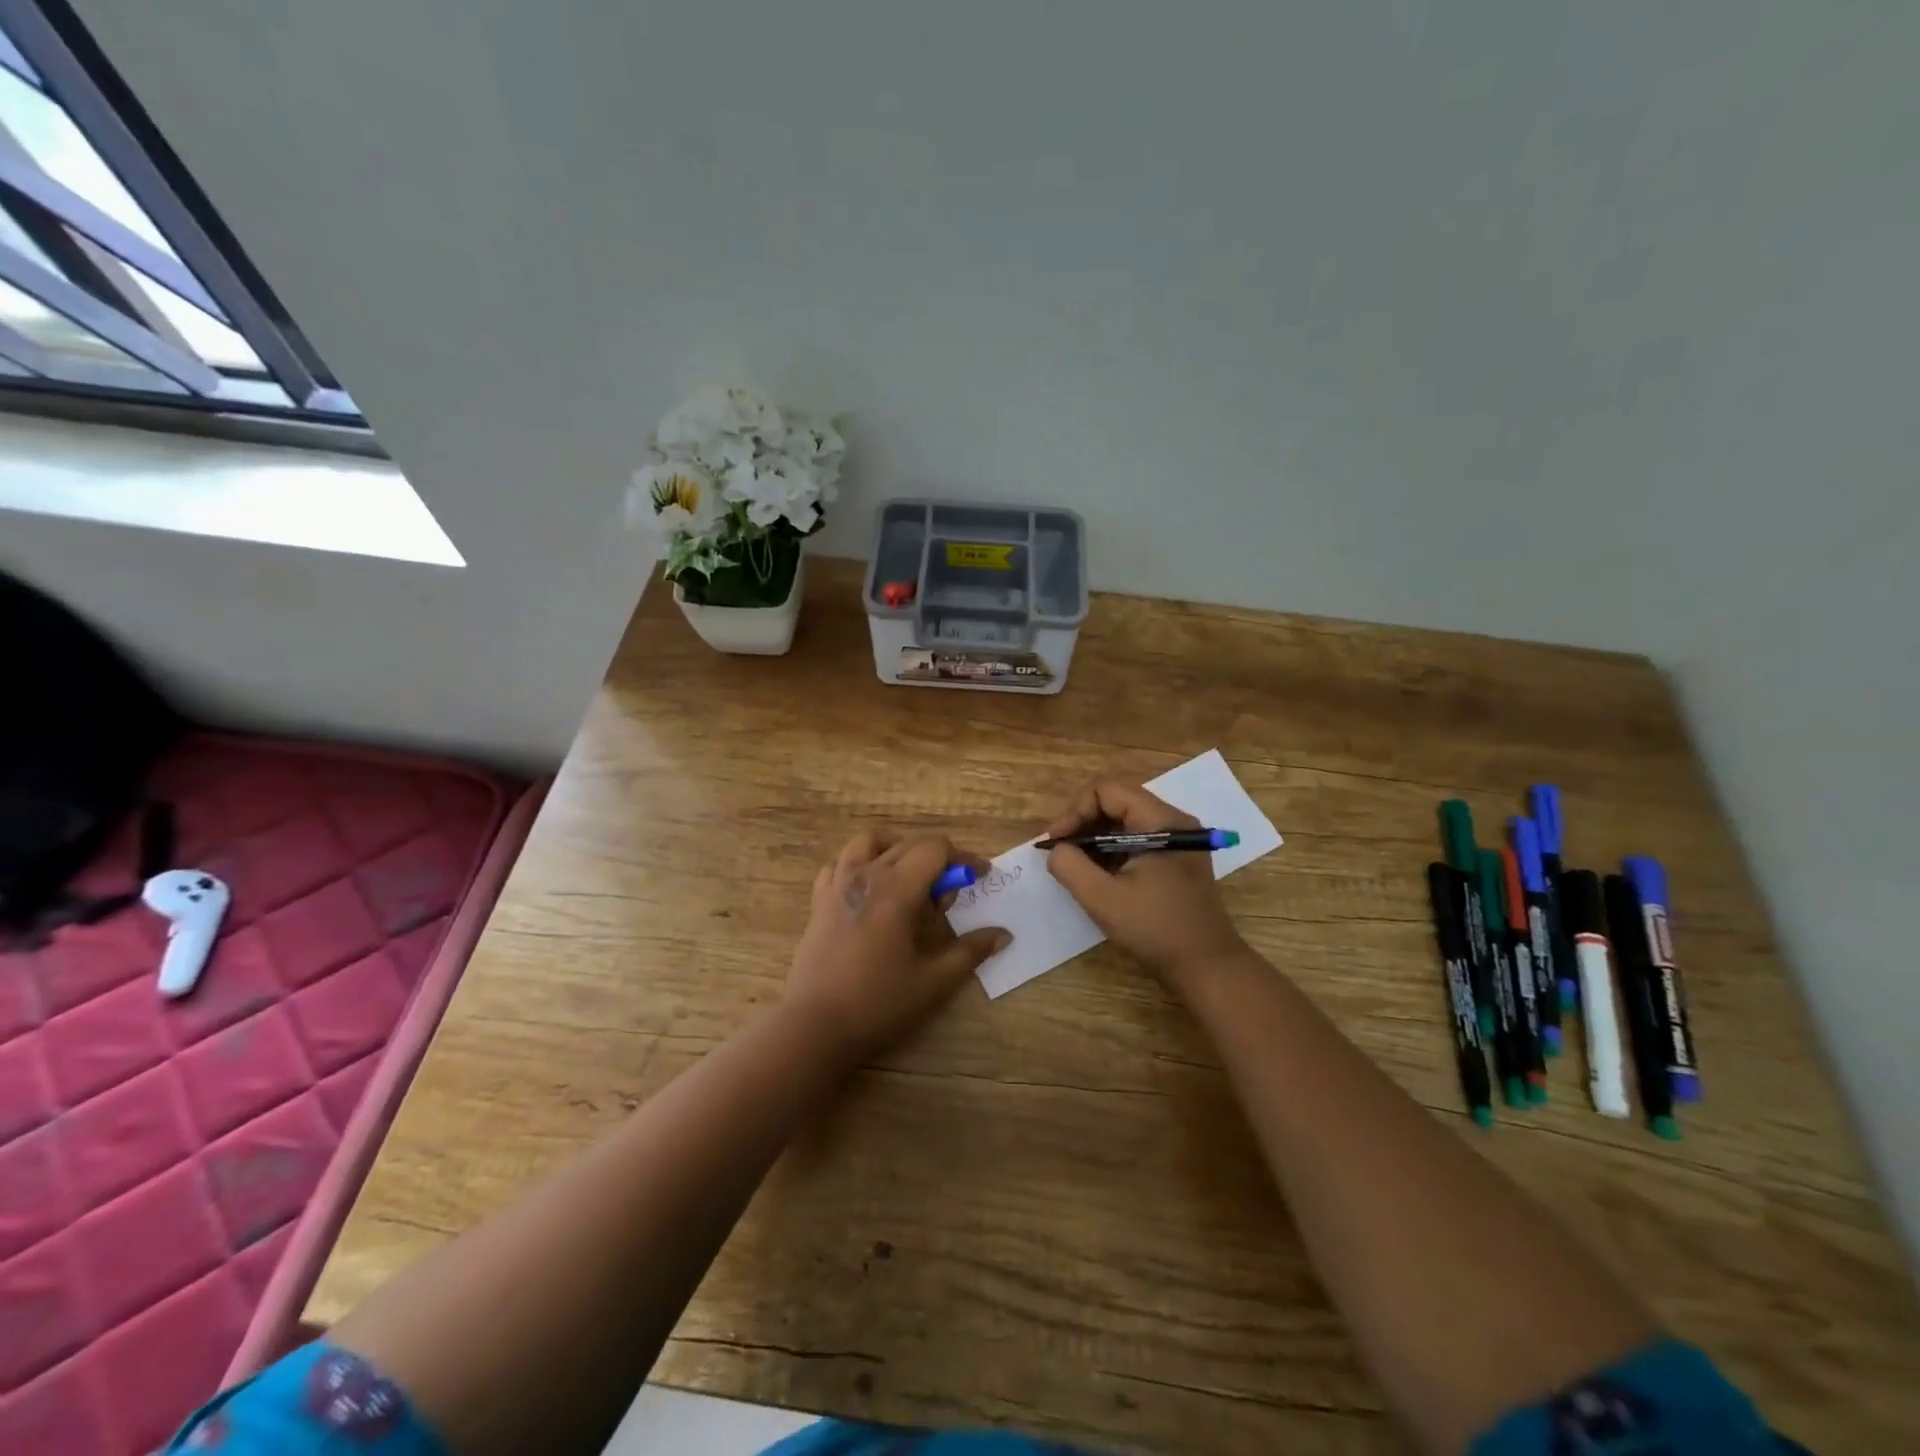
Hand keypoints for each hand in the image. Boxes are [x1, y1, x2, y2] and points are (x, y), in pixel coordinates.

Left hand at [785, 831, 1010, 1059]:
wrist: (815, 1025)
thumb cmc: (878, 1001)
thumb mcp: (934, 980)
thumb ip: (971, 951)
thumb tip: (1003, 934)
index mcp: (897, 889)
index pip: (936, 849)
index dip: (963, 858)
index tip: (980, 877)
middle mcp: (866, 875)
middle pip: (909, 844)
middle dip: (937, 860)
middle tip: (948, 897)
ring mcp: (837, 884)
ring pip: (869, 842)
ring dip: (896, 849)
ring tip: (909, 877)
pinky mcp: (819, 901)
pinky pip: (839, 864)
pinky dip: (859, 865)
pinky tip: (869, 890)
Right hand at [1044, 780, 1246, 984]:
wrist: (1206, 966)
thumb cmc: (1156, 929)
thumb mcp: (1103, 899)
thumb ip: (1071, 866)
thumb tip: (1057, 849)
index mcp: (1162, 821)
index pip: (1108, 790)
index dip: (1076, 810)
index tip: (1057, 842)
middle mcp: (1172, 821)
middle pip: (1116, 802)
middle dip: (1082, 823)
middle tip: (1061, 853)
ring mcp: (1175, 841)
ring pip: (1123, 822)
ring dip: (1094, 839)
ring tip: (1075, 867)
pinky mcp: (1173, 859)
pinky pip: (1134, 840)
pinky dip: (1110, 852)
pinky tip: (1097, 877)